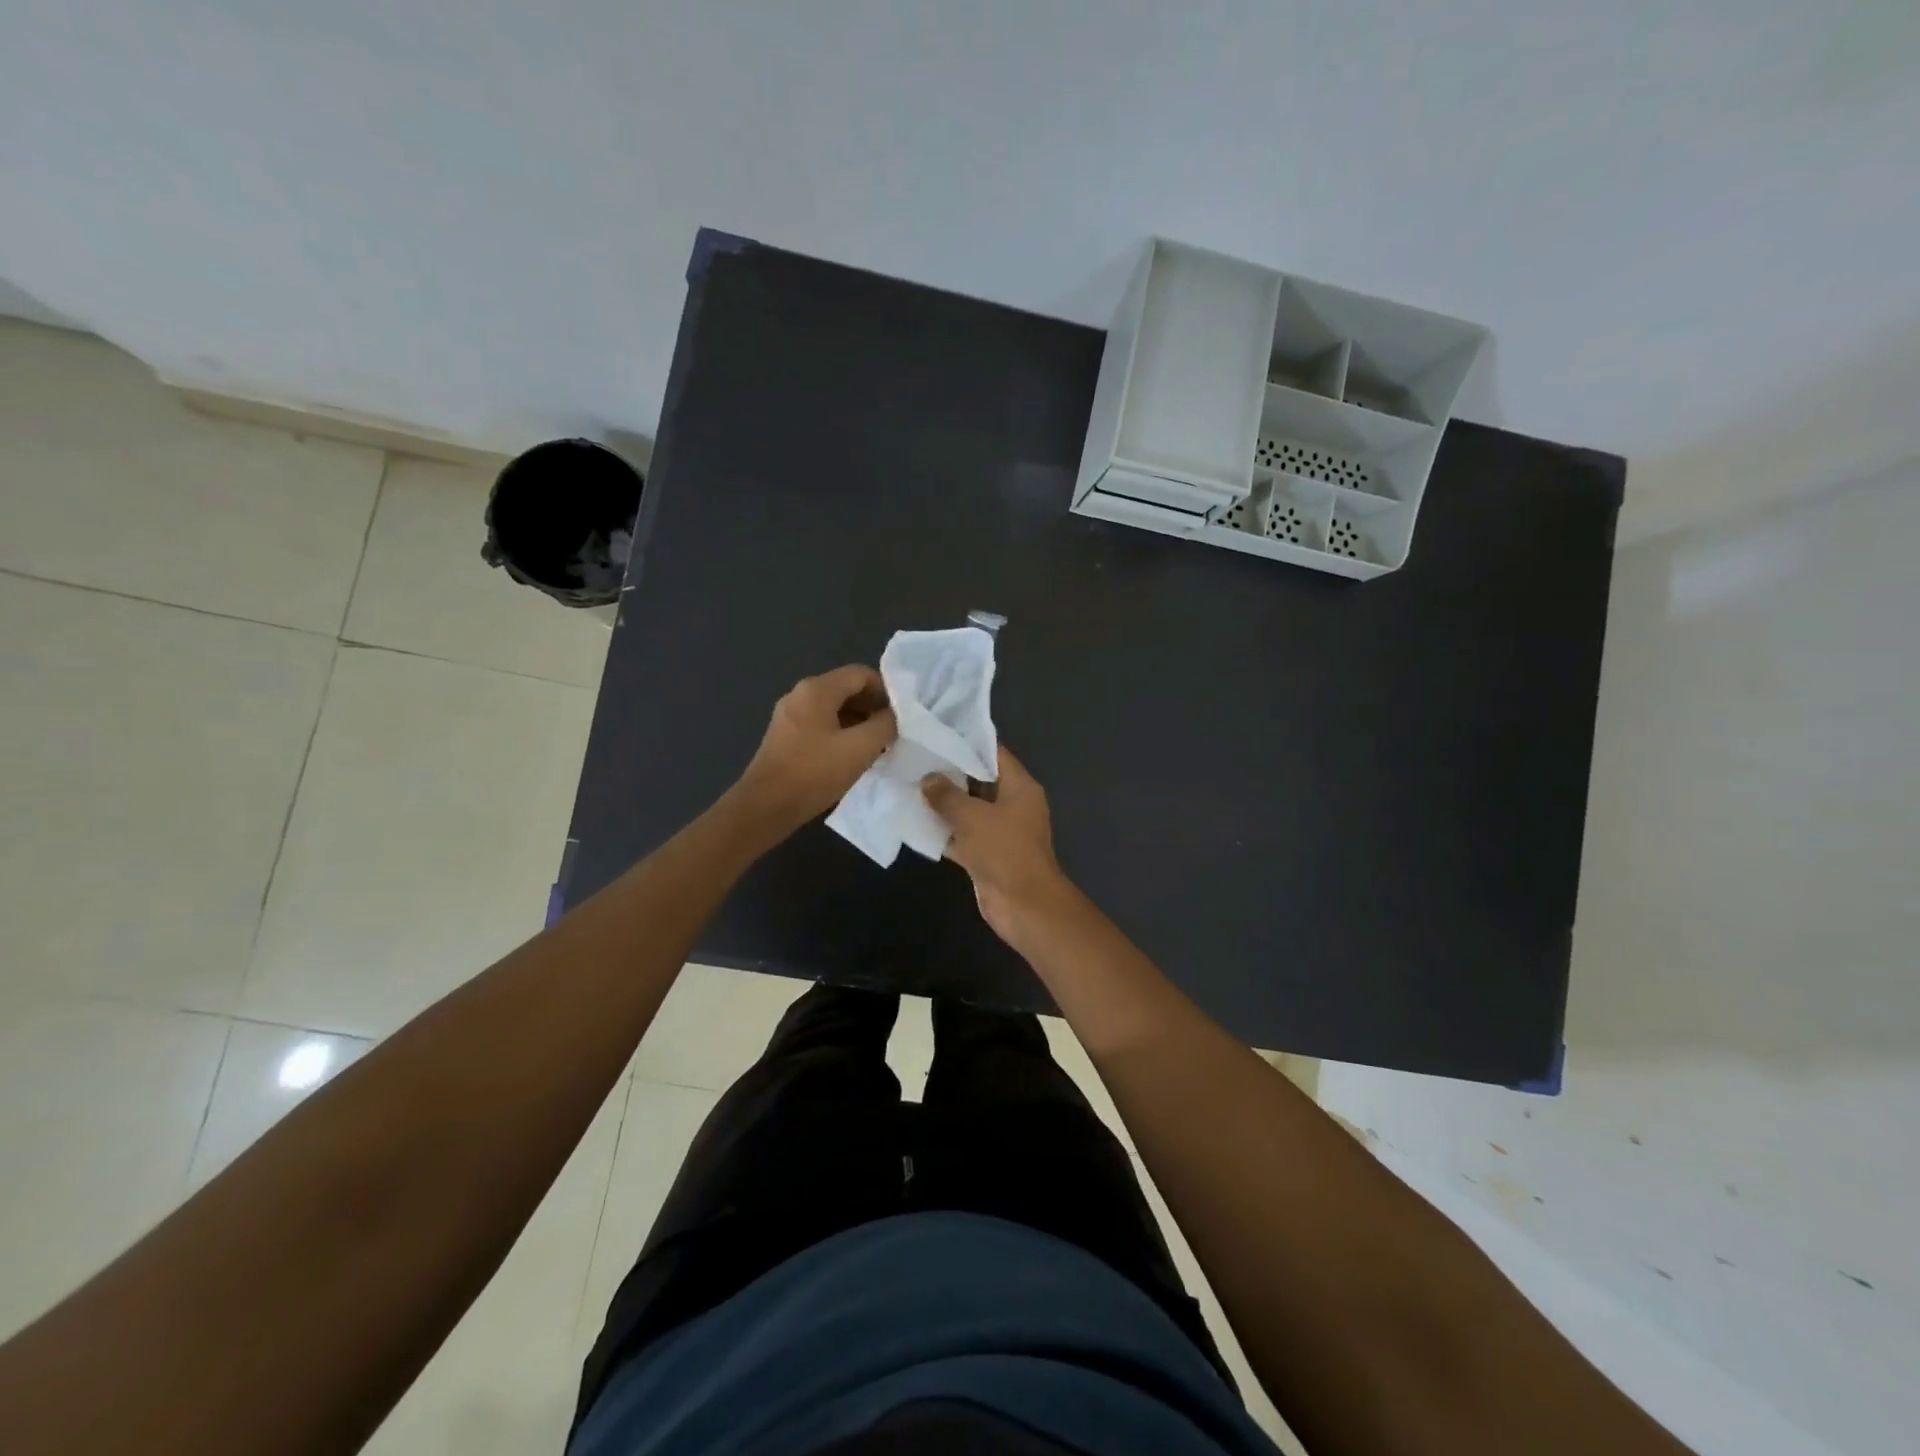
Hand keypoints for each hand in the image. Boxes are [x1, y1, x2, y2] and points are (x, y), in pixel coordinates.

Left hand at [737, 664, 895, 835]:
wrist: (765, 807)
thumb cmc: (814, 774)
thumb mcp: (860, 749)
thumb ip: (884, 725)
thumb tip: (894, 716)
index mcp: (817, 689)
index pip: (861, 674)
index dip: (886, 691)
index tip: (901, 716)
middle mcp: (800, 694)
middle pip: (847, 688)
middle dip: (873, 707)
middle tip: (892, 733)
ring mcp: (790, 714)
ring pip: (834, 708)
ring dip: (859, 722)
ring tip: (877, 747)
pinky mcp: (785, 735)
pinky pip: (821, 723)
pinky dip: (841, 732)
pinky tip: (852, 756)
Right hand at [921, 746, 1071, 944]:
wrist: (1024, 906)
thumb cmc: (1004, 851)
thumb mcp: (972, 816)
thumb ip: (947, 795)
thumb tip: (928, 779)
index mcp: (1019, 787)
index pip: (993, 753)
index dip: (967, 741)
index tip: (937, 732)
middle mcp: (1012, 804)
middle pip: (978, 780)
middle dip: (949, 772)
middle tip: (915, 757)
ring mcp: (1000, 831)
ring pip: (968, 809)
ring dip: (943, 803)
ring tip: (909, 784)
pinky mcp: (987, 854)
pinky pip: (963, 835)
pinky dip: (943, 831)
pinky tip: (914, 822)